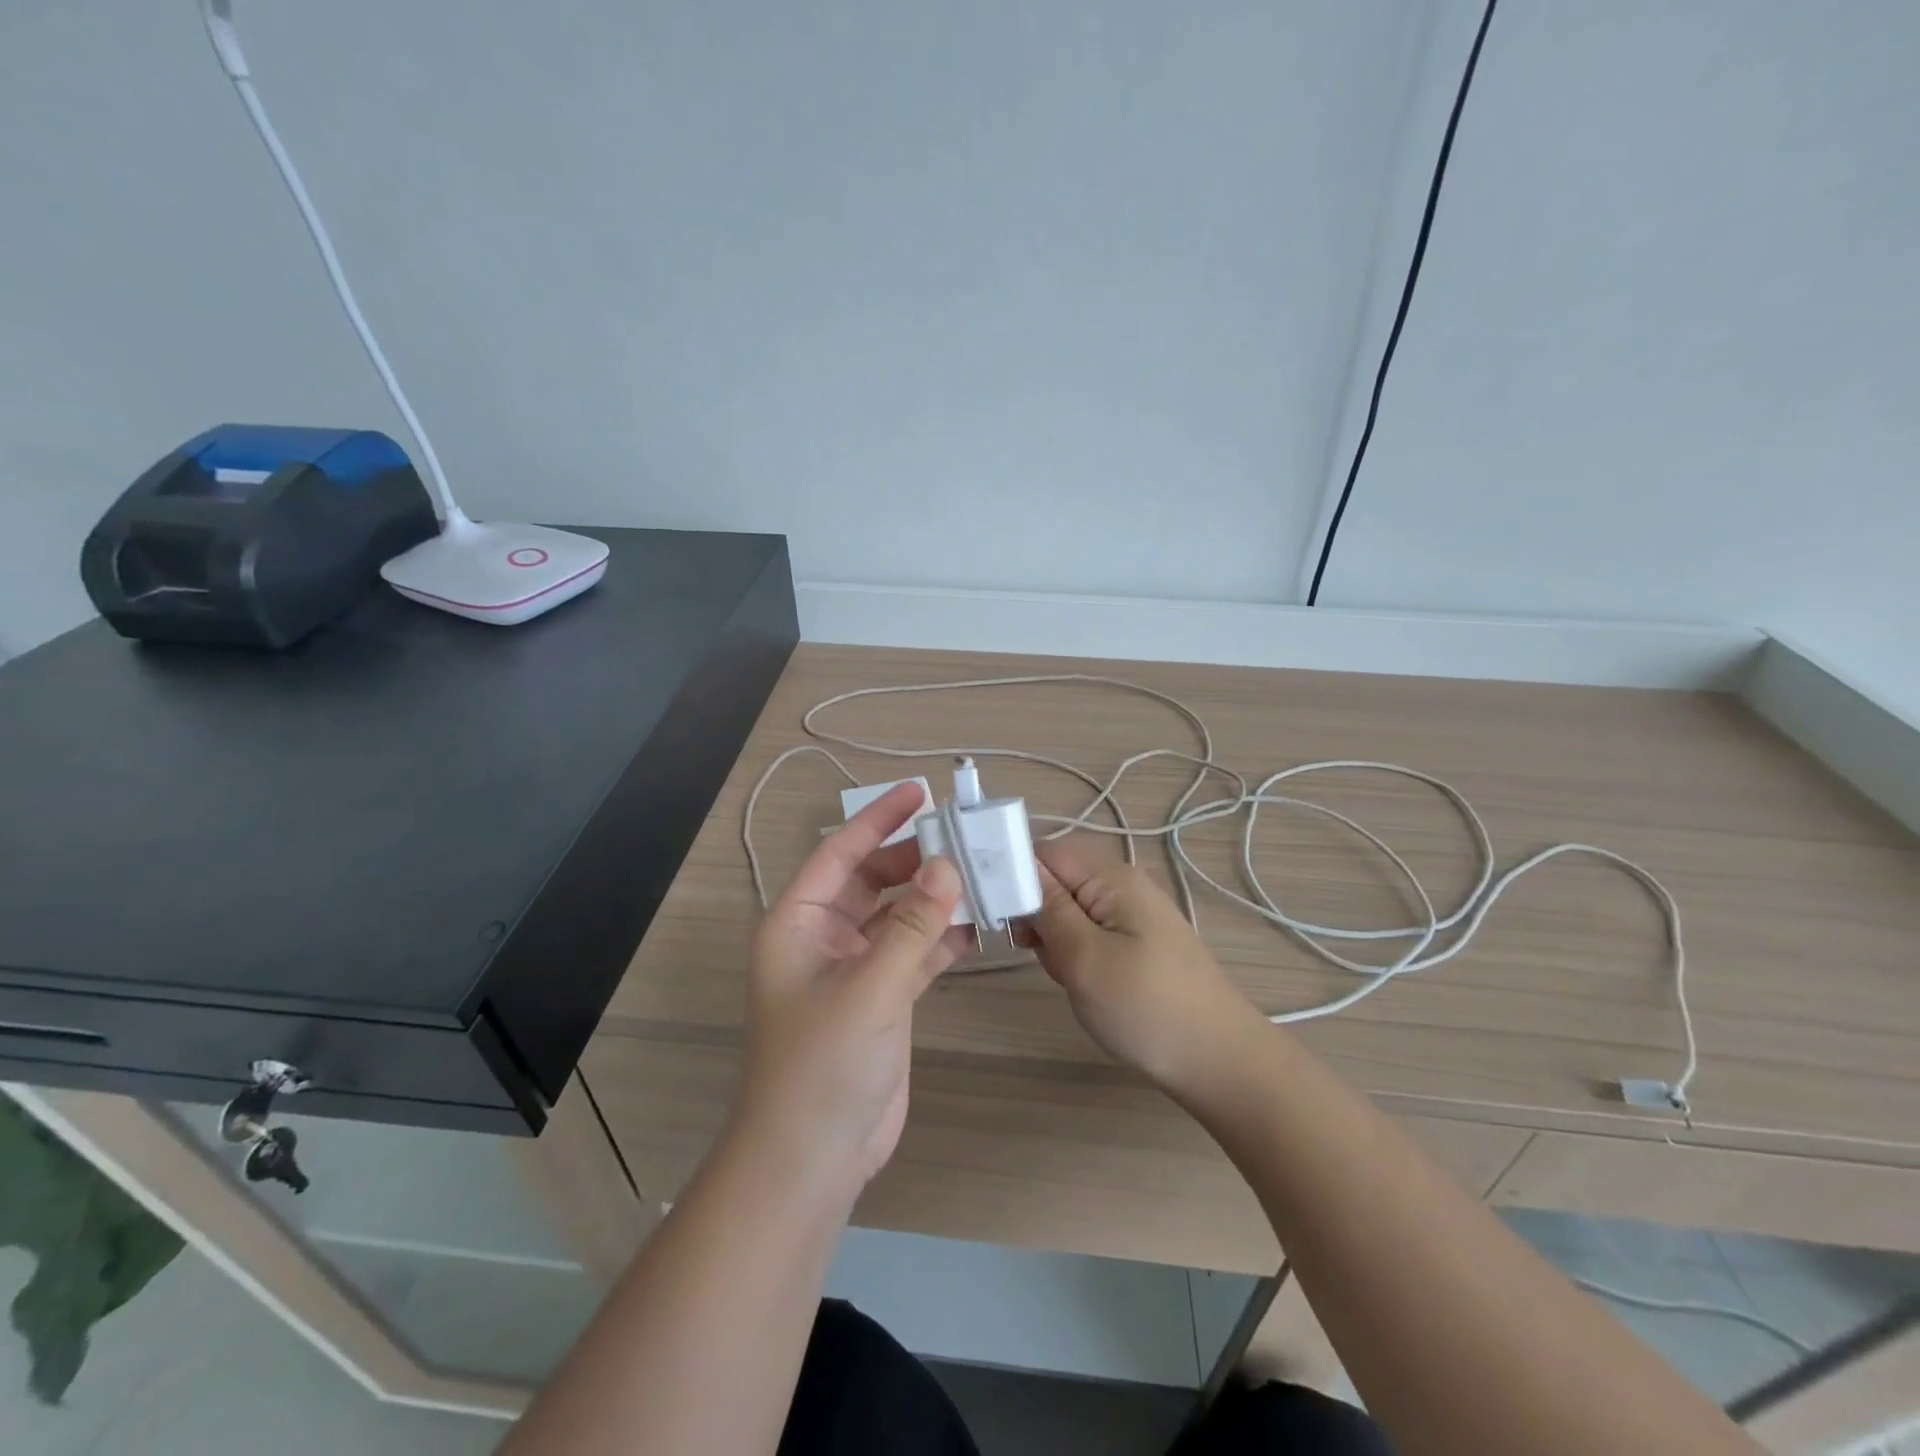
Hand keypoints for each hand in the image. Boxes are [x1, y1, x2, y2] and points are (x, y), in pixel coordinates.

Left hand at [734, 782, 967, 1200]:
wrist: (813, 1158)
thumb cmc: (822, 1065)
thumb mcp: (868, 989)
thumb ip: (912, 927)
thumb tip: (948, 866)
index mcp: (798, 923)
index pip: (841, 854)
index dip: (878, 820)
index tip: (919, 793)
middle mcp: (824, 938)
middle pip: (873, 880)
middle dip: (915, 859)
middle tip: (964, 837)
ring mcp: (855, 969)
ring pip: (899, 916)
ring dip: (935, 899)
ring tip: (980, 874)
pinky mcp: (882, 998)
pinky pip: (914, 952)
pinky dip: (942, 939)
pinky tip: (978, 926)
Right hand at [1018, 837, 1263, 1092]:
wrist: (1220, 1062)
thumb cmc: (1147, 1009)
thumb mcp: (1085, 958)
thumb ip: (1049, 908)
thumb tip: (1019, 867)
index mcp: (1113, 877)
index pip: (1045, 850)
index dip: (1016, 875)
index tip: (1001, 914)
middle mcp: (1124, 885)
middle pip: (1057, 878)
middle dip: (1037, 912)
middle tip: (1040, 952)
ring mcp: (1133, 914)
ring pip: (1070, 909)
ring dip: (1055, 938)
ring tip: (1067, 975)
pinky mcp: (1137, 942)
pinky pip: (1089, 932)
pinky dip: (1075, 953)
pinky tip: (1083, 983)